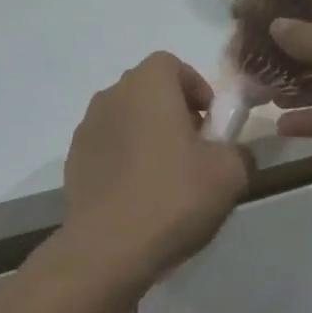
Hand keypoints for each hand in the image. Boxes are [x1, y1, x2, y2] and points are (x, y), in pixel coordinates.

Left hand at [60, 52, 250, 287]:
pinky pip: (107, 147)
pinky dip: (125, 159)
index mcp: (147, 85)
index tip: (211, 122)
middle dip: (173, 111)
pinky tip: (139, 195)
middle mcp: (111, 96)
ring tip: (167, 176)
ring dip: (147, 135)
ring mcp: (86, 129)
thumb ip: (237, 149)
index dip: (196, 87)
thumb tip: (230, 151)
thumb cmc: (173, 196)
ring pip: (126, 119)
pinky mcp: (73, 161)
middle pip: (147, 90)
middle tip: (195, 149)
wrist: (108, 248)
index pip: (171, 64)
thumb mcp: (229, 172)